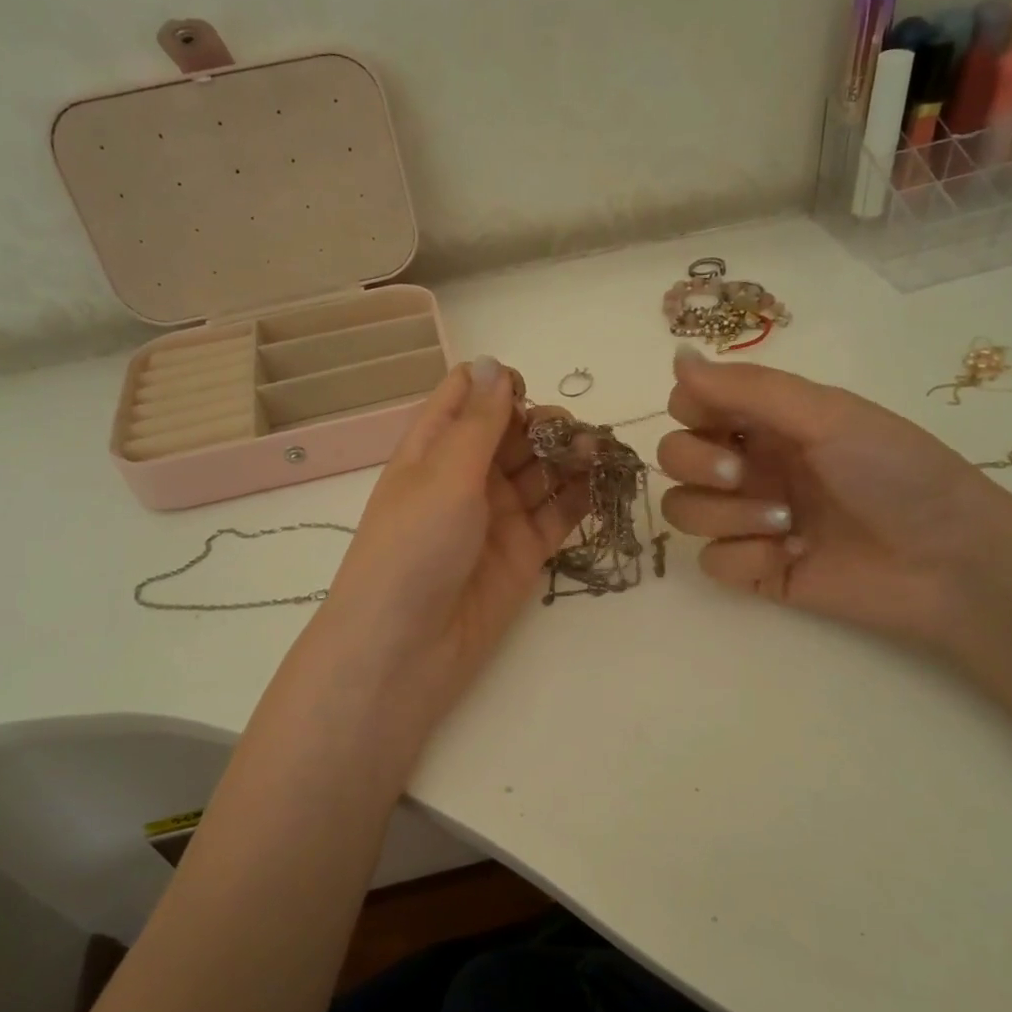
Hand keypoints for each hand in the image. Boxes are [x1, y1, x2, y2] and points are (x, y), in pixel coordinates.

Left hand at [318, 356, 590, 724]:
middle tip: (573, 435)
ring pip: (541, 470)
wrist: (407, 649)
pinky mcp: (525, 551)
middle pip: (513, 431)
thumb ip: (479, 422)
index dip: (498, 385)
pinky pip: (559, 514)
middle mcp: (466, 476)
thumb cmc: (413, 548)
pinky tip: (604, 482)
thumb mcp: (444, 475)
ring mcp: (497, 515)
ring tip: (598, 452)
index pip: (466, 397)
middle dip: (545, 423)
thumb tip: (493, 361)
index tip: (527, 393)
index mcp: (433, 448)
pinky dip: (581, 496)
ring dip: (570, 456)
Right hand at [657, 345, 1011, 645]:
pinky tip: (791, 557)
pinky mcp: (754, 570)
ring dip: (725, 515)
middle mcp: (751, 465)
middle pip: (673, 458)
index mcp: (767, 422)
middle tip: (740, 475)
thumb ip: (748, 388)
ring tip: (785, 523)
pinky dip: (745, 558)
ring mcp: (749, 519)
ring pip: (683, 510)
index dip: (690, 412)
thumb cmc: (896, 474)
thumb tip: (677, 355)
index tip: (720, 423)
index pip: (690, 406)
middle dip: (697, 465)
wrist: (949, 562)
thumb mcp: (826, 415)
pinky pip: (711, 561)